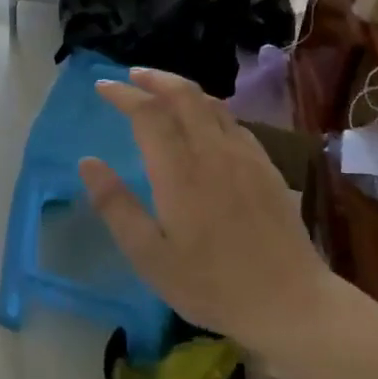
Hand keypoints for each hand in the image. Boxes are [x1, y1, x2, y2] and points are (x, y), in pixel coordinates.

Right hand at [79, 68, 337, 360]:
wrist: (289, 302)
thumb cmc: (211, 284)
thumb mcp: (149, 256)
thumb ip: (116, 206)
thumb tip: (88, 163)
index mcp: (180, 171)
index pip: (148, 114)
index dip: (123, 95)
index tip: (102, 87)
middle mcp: (213, 152)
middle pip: (184, 95)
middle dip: (154, 79)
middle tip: (131, 76)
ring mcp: (245, 156)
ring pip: (212, 104)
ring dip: (182, 89)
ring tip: (162, 91)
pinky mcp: (266, 167)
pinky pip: (233, 122)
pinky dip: (209, 109)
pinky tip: (205, 123)